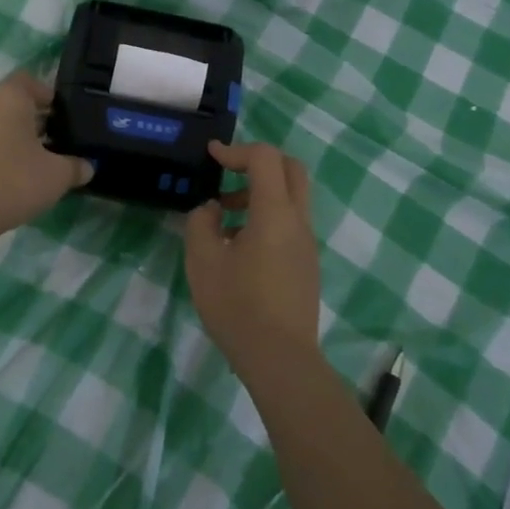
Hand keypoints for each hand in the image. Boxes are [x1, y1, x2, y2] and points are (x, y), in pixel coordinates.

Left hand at [0, 72, 93, 243]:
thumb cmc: (12, 183)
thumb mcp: (56, 177)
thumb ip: (76, 167)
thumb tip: (87, 166)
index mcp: (8, 96)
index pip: (30, 81)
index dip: (47, 96)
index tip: (62, 118)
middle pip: (9, 100)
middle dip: (29, 117)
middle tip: (49, 142)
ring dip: (6, 134)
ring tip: (25, 162)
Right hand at [184, 140, 320, 365]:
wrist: (280, 359)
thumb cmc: (237, 306)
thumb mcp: (203, 261)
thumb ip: (201, 223)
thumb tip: (211, 210)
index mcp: (275, 213)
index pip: (265, 158)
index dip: (236, 150)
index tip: (211, 157)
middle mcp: (298, 221)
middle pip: (290, 169)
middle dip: (258, 162)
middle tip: (228, 175)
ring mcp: (307, 243)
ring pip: (292, 197)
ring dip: (260, 193)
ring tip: (224, 218)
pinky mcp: (307, 264)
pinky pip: (290, 223)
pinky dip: (267, 216)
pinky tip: (239, 245)